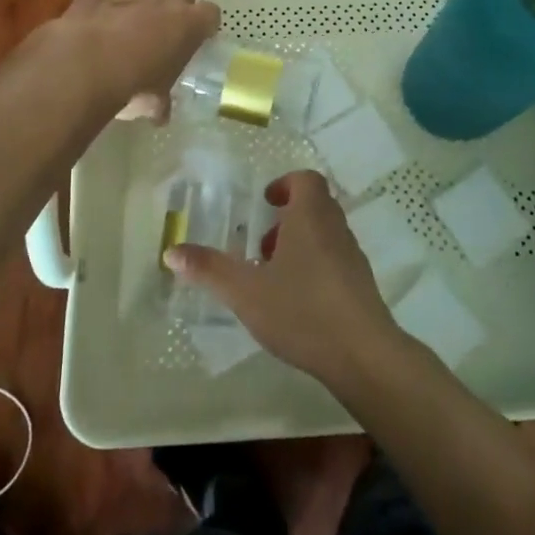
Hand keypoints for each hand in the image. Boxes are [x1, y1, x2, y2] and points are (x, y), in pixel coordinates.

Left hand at [35, 0, 220, 120]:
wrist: (85, 64)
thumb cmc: (132, 85)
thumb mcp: (154, 102)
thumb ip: (161, 102)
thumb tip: (159, 112)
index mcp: (189, 24)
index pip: (210, 14)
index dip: (204, 26)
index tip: (197, 40)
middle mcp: (165, 0)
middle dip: (176, 10)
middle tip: (164, 35)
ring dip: (140, 9)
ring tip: (124, 35)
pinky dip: (107, 8)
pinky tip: (96, 28)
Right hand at [165, 170, 403, 387]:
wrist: (363, 354)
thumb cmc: (302, 310)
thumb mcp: (246, 291)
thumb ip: (209, 270)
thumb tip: (171, 251)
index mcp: (311, 216)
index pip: (306, 179)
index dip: (285, 184)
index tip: (265, 203)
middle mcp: (336, 228)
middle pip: (315, 205)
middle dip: (287, 218)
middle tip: (261, 244)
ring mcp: (353, 256)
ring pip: (325, 234)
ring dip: (300, 244)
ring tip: (273, 275)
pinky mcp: (361, 284)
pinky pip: (335, 260)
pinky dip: (315, 266)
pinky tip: (296, 301)